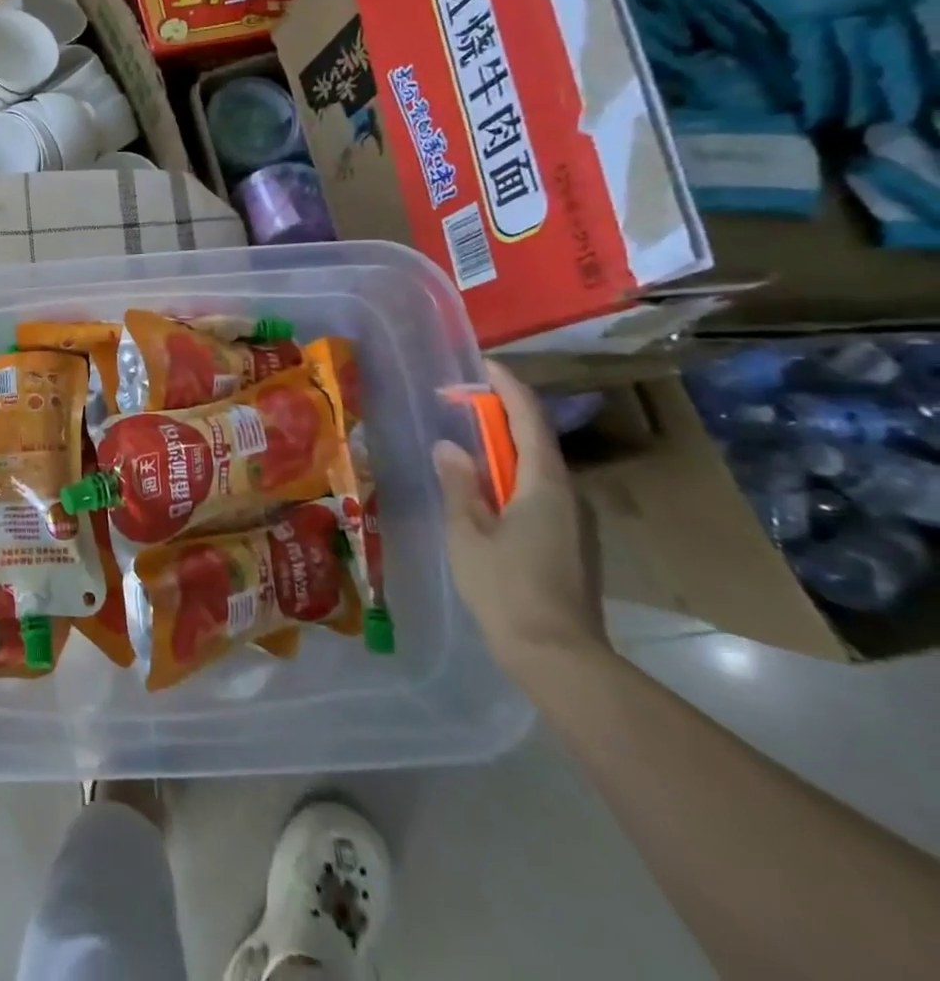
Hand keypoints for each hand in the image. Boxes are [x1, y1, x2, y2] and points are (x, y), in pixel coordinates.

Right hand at [436, 363, 606, 671]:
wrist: (558, 655)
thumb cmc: (506, 586)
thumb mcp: (468, 531)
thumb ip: (459, 484)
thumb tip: (449, 446)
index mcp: (544, 484)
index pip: (528, 419)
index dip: (507, 388)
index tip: (484, 366)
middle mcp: (566, 494)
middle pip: (535, 439)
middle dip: (500, 414)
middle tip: (459, 403)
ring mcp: (572, 520)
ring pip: (537, 467)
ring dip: (504, 446)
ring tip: (465, 440)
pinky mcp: (568, 541)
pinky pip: (538, 490)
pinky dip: (510, 474)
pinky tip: (484, 487)